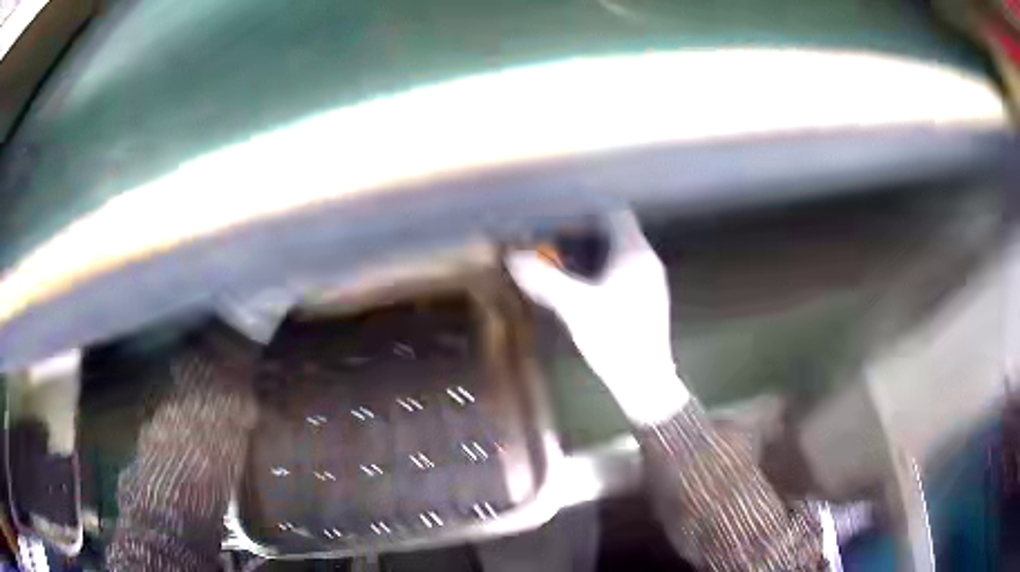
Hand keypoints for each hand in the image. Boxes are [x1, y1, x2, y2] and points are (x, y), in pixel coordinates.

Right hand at [506, 211, 689, 424]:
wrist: (645, 380)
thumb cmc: (616, 338)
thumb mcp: (575, 307)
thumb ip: (544, 280)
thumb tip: (514, 259)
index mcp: (635, 254)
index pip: (614, 213)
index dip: (587, 209)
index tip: (559, 213)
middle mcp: (646, 262)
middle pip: (613, 232)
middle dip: (581, 233)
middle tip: (551, 239)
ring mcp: (649, 282)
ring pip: (616, 254)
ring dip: (589, 253)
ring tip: (560, 261)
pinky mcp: (645, 300)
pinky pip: (620, 272)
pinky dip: (599, 271)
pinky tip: (580, 287)